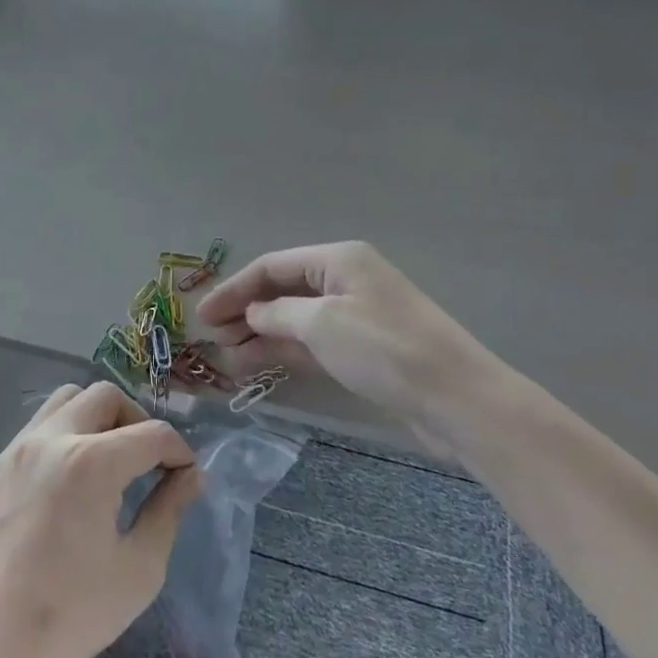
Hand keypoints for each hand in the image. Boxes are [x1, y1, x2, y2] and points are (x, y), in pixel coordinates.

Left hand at [0, 384, 201, 657]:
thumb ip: (170, 511)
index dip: (179, 450)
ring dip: (97, 418)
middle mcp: (53, 439)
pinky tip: (69, 481)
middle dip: (137, 421)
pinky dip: (65, 434)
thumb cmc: (70, 617)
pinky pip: (38, 427)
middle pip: (106, 396)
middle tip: (147, 461)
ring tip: (108, 462)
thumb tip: (191, 476)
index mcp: (92, 462)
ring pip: (67, 400)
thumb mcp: (138, 570)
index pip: (152, 433)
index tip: (186, 475)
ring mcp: (17, 449)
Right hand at [199, 242, 518, 435]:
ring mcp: (355, 316)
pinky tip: (256, 366)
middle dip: (244, 311)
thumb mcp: (322, 323)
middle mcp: (345, 280)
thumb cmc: (385, 349)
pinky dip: (284, 351)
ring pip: (295, 319)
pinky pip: (311, 343)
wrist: (455, 398)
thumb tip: (253, 312)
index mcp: (338, 259)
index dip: (233, 288)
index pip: (272, 266)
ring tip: (226, 358)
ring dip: (260, 334)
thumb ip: (278, 312)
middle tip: (211, 338)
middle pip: (282, 290)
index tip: (201, 314)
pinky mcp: (362, 349)